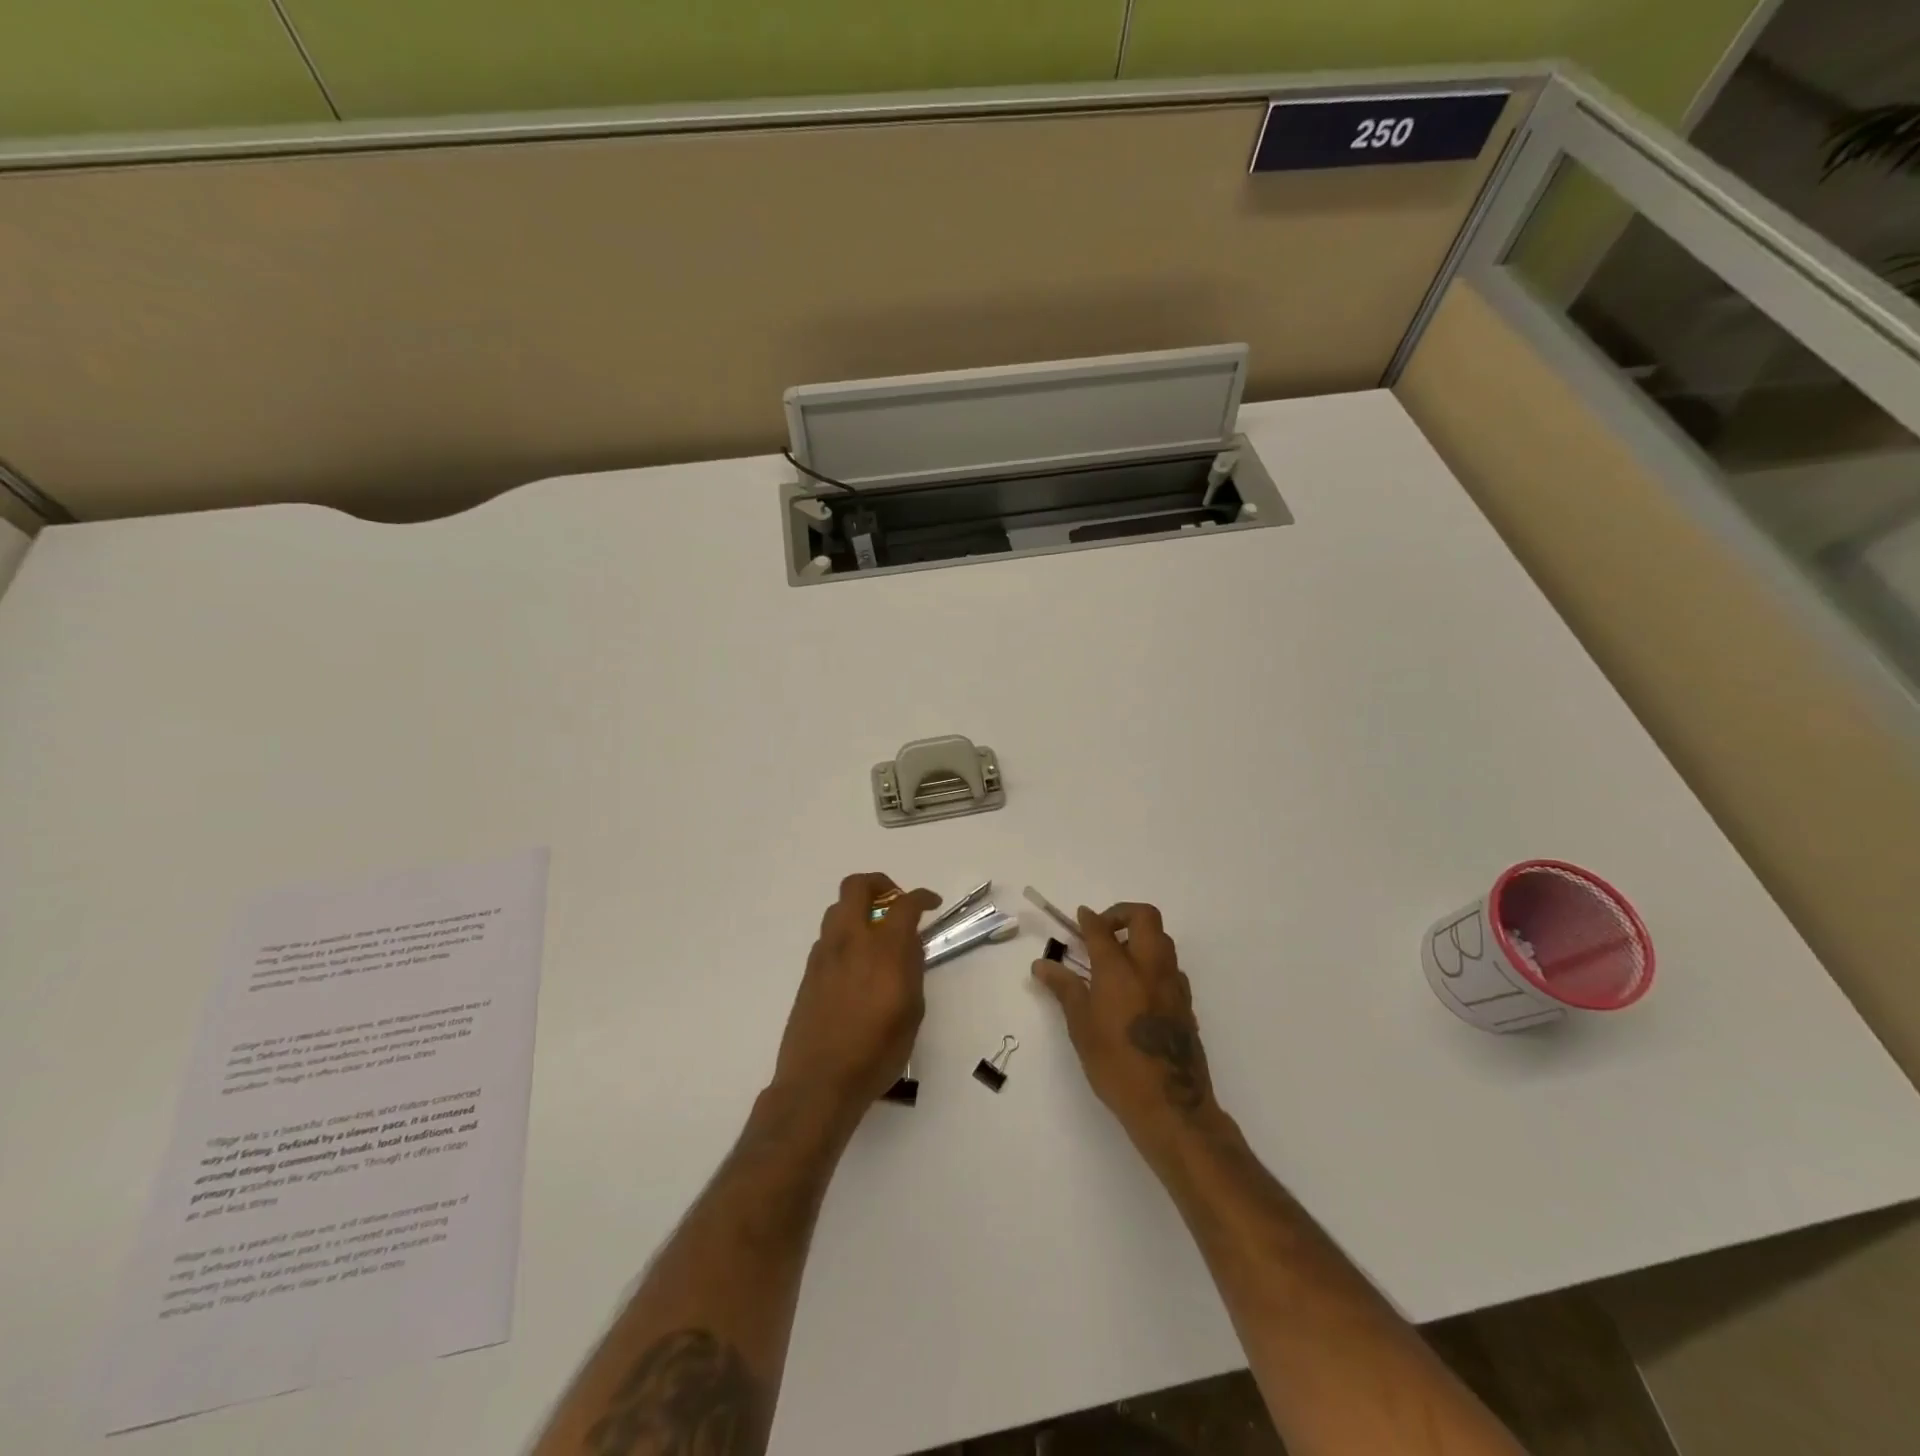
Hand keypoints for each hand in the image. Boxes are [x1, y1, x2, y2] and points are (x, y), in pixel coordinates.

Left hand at [773, 873, 940, 1120]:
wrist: (820, 1081)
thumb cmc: (876, 1052)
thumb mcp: (912, 1012)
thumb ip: (911, 969)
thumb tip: (908, 945)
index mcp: (884, 949)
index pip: (904, 904)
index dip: (922, 897)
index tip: (931, 903)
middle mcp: (851, 941)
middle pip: (857, 886)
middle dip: (880, 884)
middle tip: (895, 902)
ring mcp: (825, 953)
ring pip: (837, 908)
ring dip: (858, 909)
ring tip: (874, 933)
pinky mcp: (809, 971)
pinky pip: (828, 936)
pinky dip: (845, 935)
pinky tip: (856, 963)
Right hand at [1032, 903, 1221, 1153]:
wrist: (1170, 1105)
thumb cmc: (1116, 1065)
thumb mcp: (1081, 1027)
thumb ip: (1064, 989)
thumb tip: (1042, 965)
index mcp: (1119, 970)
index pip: (1102, 930)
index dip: (1088, 919)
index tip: (1079, 916)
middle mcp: (1150, 967)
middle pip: (1145, 917)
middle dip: (1123, 914)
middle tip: (1103, 931)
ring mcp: (1173, 984)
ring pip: (1162, 940)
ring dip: (1140, 937)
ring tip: (1118, 959)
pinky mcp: (1186, 1003)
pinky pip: (1170, 967)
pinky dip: (1153, 963)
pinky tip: (1137, 988)